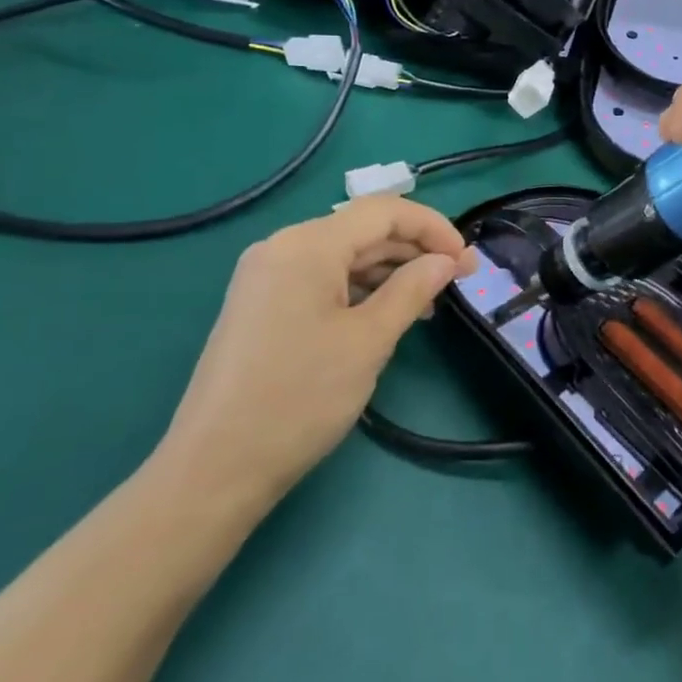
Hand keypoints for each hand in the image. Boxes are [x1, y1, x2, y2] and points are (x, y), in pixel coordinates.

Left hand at [157, 198, 476, 507]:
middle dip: (415, 250)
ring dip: (391, 271)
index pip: (384, 212)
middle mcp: (283, 247)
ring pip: (344, 255)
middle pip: (363, 230)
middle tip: (458, 280)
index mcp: (307, 245)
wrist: (214, 469)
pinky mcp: (262, 304)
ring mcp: (267, 275)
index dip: (433, 228)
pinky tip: (386, 314)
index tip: (467, 260)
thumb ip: (412, 289)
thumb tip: (447, 260)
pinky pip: (322, 279)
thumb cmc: (300, 397)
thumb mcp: (369, 340)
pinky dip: (360, 289)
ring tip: (428, 303)